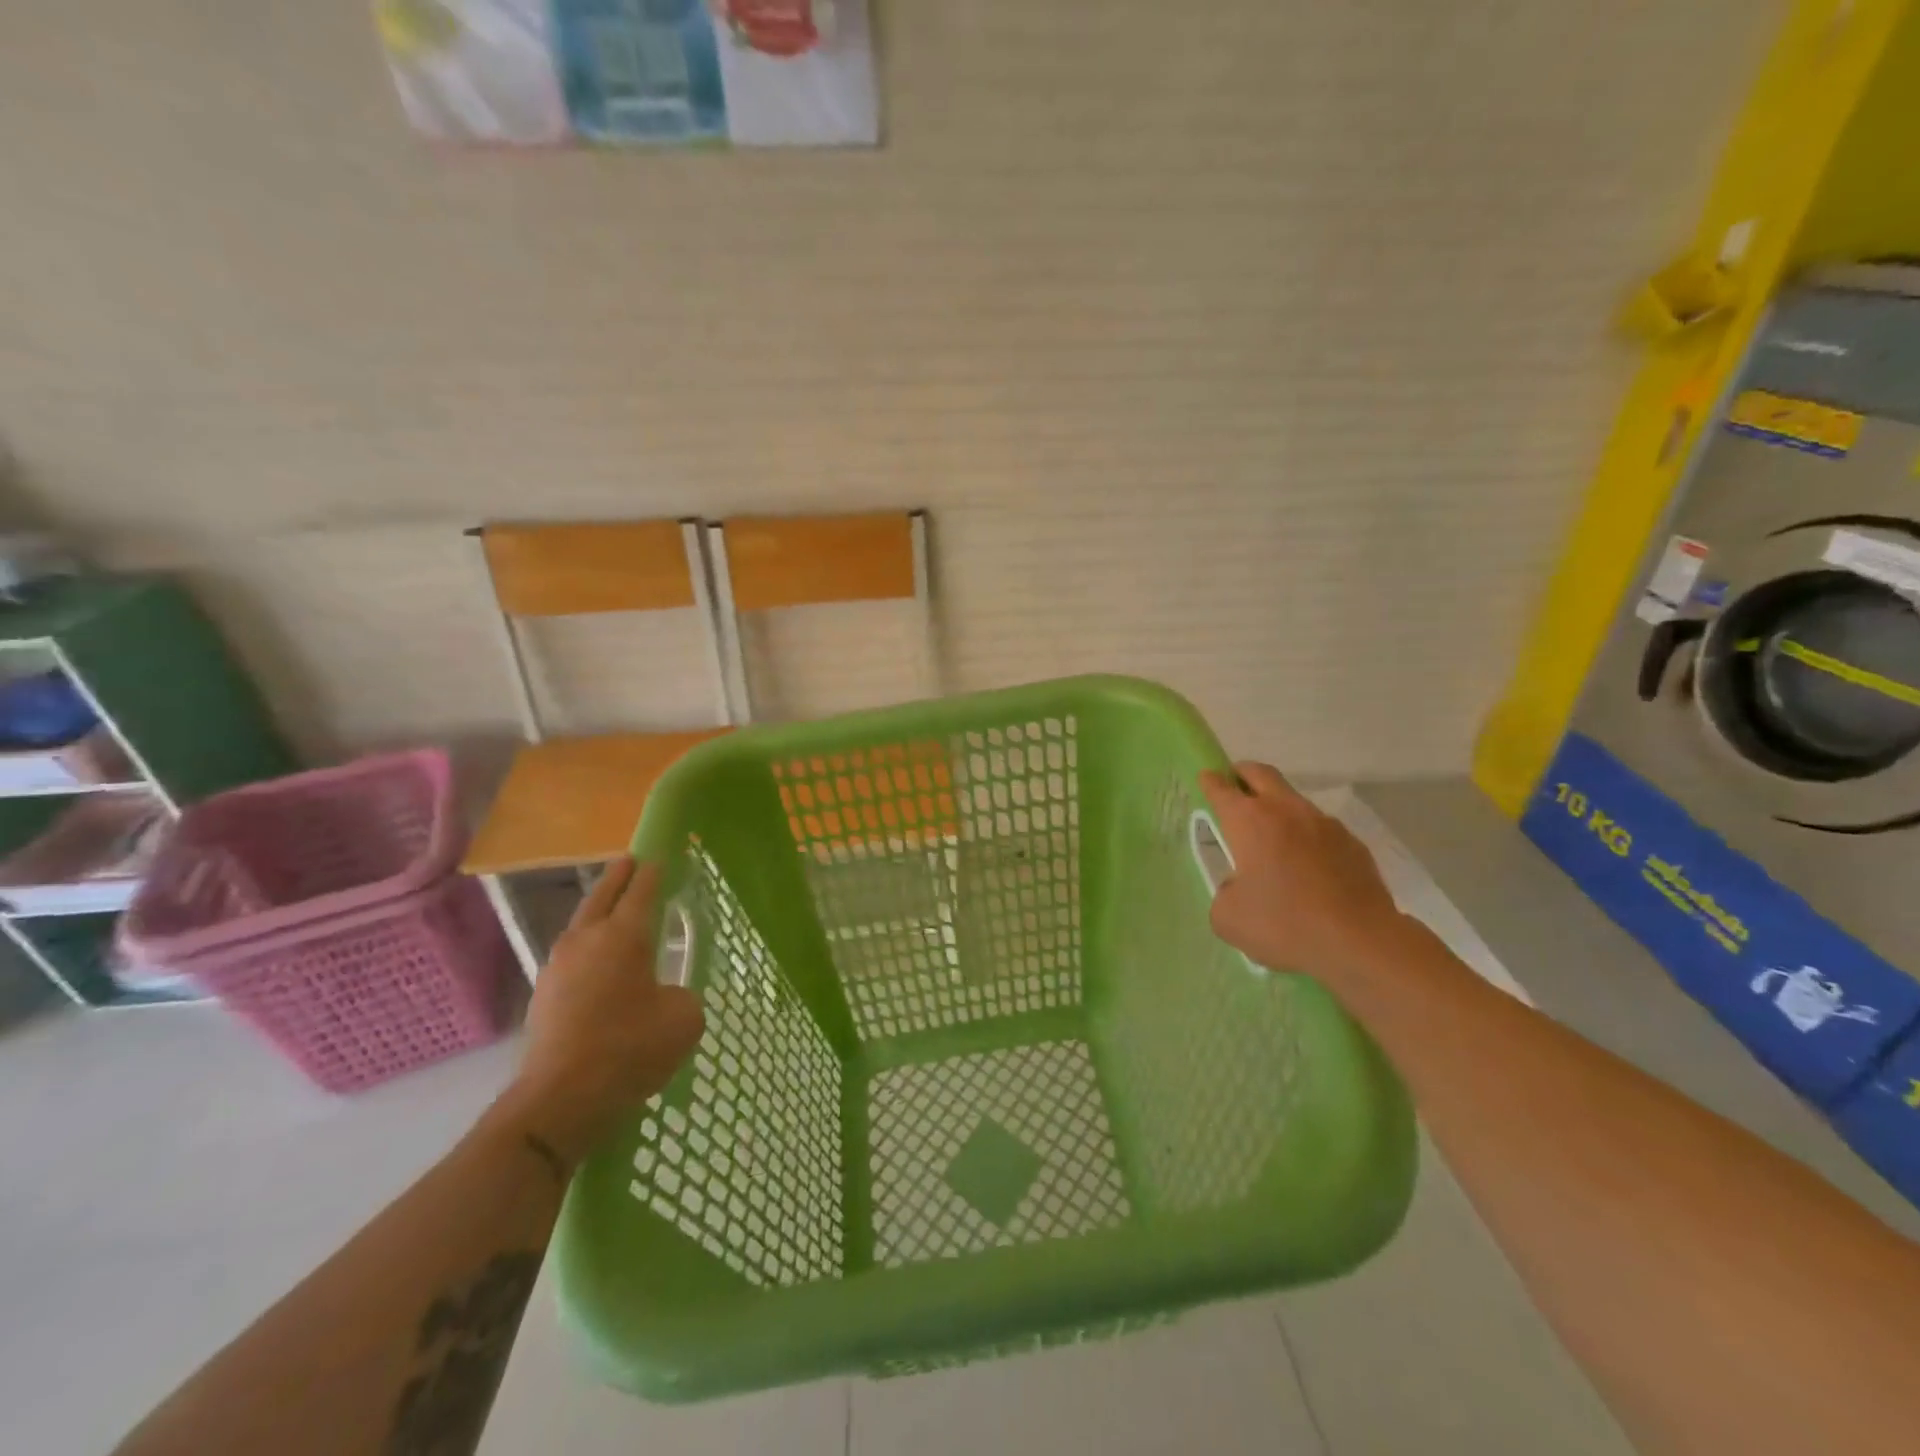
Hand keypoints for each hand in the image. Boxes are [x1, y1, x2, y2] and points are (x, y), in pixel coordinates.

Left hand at [500, 858, 704, 1163]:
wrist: (561, 1099)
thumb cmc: (631, 1048)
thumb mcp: (683, 1018)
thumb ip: (682, 995)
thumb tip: (665, 996)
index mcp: (624, 936)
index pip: (642, 892)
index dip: (654, 873)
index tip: (660, 856)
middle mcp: (587, 941)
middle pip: (603, 897)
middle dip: (619, 877)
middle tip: (630, 861)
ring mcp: (559, 967)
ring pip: (581, 925)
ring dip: (598, 911)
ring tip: (613, 909)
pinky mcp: (544, 996)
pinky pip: (572, 956)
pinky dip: (588, 947)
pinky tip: (597, 962)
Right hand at [1199, 762, 1408, 982]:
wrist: (1360, 942)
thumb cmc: (1283, 924)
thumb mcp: (1228, 918)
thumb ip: (1224, 893)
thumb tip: (1237, 887)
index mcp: (1249, 821)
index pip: (1221, 788)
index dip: (1210, 781)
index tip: (1205, 778)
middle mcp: (1286, 811)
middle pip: (1260, 774)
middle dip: (1242, 774)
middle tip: (1234, 786)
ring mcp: (1324, 824)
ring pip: (1293, 800)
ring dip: (1277, 808)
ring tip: (1272, 838)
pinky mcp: (1353, 844)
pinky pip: (1321, 830)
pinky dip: (1307, 837)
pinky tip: (1308, 867)